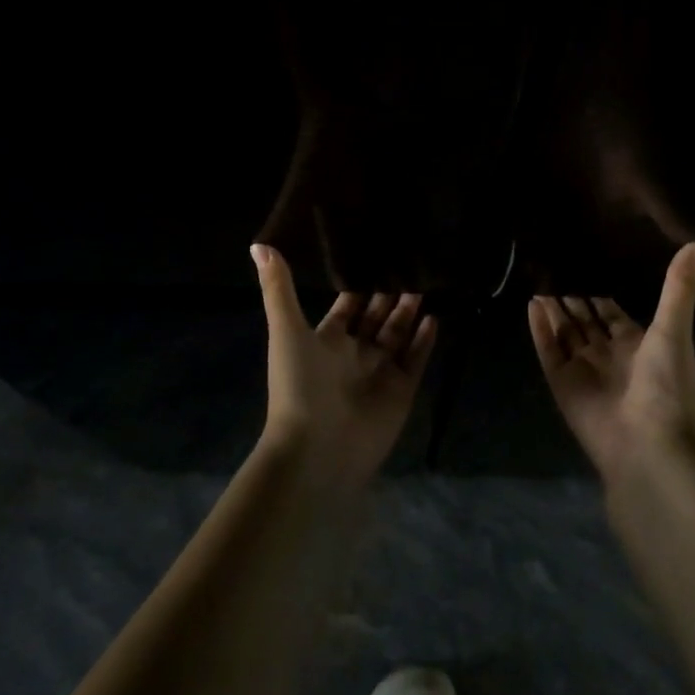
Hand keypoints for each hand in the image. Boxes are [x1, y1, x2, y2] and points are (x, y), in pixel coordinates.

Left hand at [251, 244, 436, 492]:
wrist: (316, 450)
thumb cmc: (298, 385)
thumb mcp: (286, 329)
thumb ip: (279, 288)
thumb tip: (259, 243)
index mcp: (328, 339)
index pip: (349, 304)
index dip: (361, 282)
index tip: (377, 252)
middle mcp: (355, 353)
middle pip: (378, 316)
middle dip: (391, 292)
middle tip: (411, 260)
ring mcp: (380, 372)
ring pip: (399, 334)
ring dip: (410, 311)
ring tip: (425, 281)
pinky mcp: (401, 391)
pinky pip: (416, 360)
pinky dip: (424, 340)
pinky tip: (435, 317)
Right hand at [529, 242, 694, 482]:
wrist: (650, 447)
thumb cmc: (666, 385)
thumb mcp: (674, 328)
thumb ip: (679, 286)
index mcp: (637, 345)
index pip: (612, 314)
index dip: (598, 295)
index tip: (583, 267)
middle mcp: (609, 356)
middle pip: (585, 323)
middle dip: (571, 301)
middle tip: (551, 270)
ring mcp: (584, 371)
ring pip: (565, 334)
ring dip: (553, 311)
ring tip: (537, 282)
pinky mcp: (562, 385)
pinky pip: (548, 351)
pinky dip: (539, 330)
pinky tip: (531, 304)